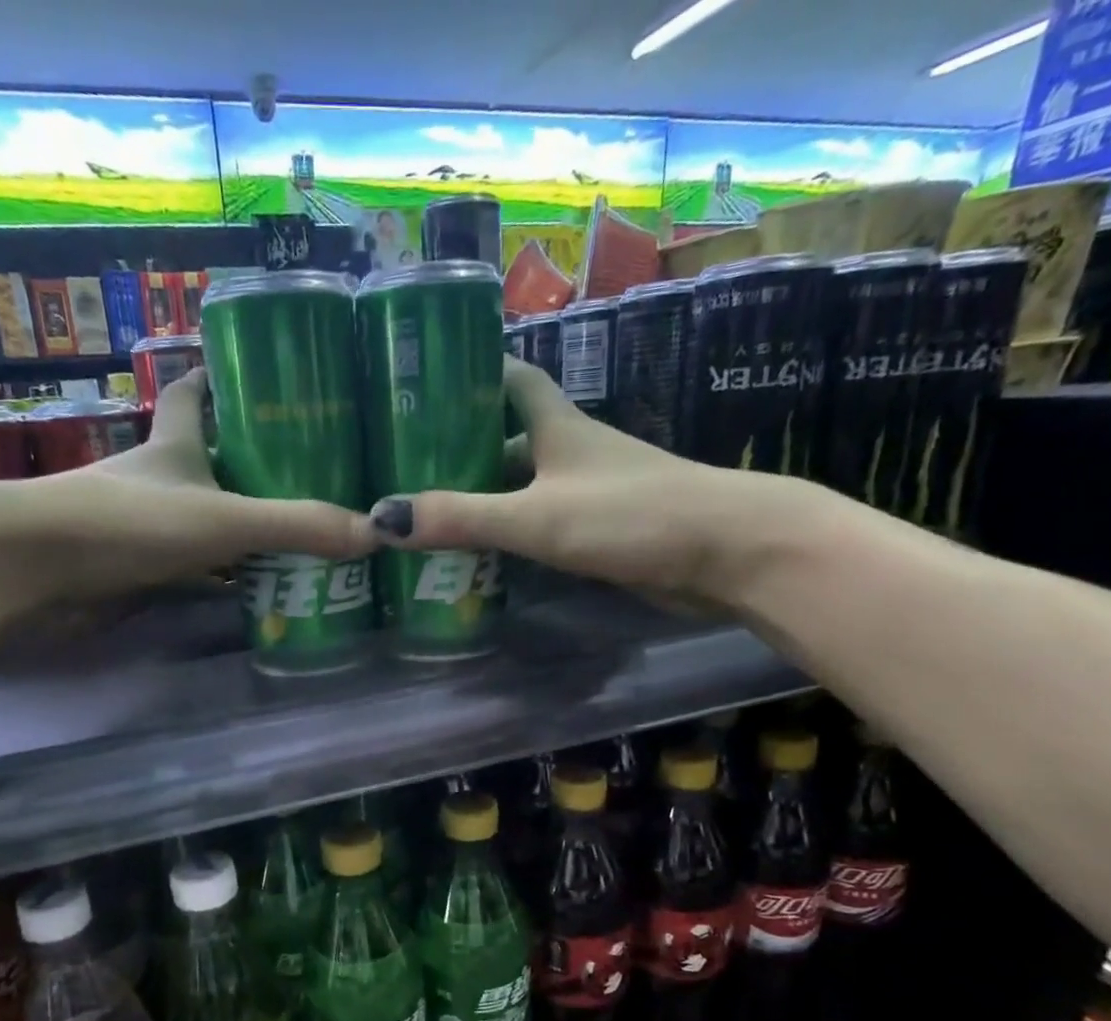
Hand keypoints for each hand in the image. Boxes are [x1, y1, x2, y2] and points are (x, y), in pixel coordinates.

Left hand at [0, 369, 375, 600]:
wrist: (33, 570)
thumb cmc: (125, 522)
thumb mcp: (222, 519)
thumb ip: (294, 526)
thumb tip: (376, 531)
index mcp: (174, 444)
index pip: (192, 392)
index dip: (219, 378)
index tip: (253, 373)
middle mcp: (157, 477)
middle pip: (206, 458)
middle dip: (249, 462)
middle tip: (309, 472)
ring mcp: (143, 526)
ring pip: (202, 518)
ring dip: (240, 525)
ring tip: (298, 533)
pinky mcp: (135, 571)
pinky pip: (192, 570)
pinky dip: (221, 578)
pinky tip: (255, 590)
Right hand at [366, 357, 817, 606]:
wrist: (727, 551)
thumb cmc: (630, 515)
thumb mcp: (537, 516)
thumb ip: (463, 517)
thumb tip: (383, 519)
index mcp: (557, 426)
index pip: (511, 380)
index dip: (473, 374)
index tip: (427, 380)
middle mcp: (573, 451)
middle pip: (510, 439)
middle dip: (463, 449)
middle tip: (407, 469)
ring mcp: (592, 492)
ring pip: (525, 486)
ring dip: (485, 498)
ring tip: (430, 516)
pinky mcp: (605, 531)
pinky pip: (543, 524)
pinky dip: (513, 534)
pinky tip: (484, 556)